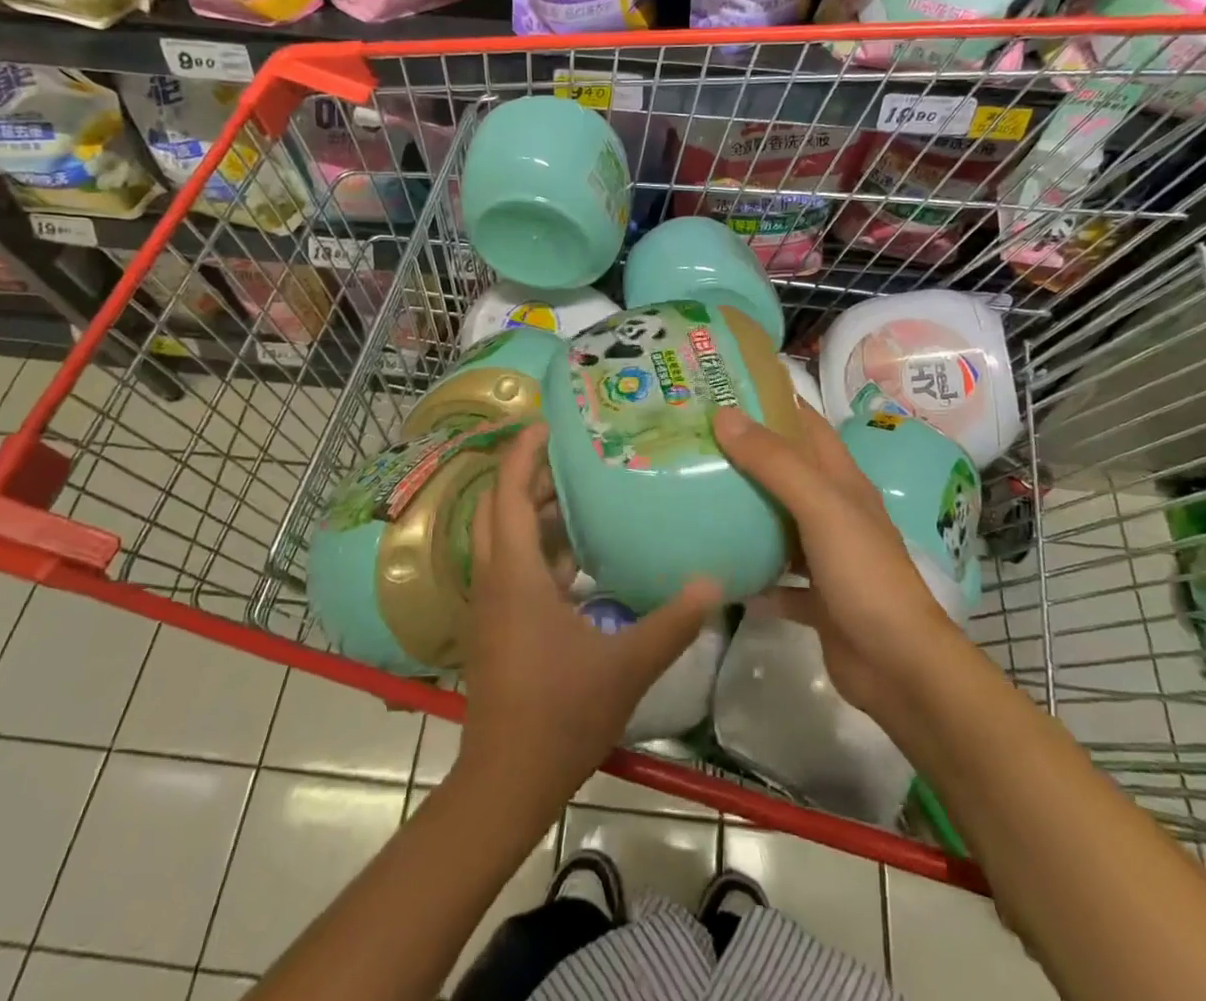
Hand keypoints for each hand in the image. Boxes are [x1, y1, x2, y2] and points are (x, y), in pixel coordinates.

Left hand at [453, 423, 720, 823]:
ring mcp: (491, 604)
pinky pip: (513, 566)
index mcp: (515, 575)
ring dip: (535, 510)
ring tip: (583, 489)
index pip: (510, 493)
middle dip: (530, 473)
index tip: (548, 421)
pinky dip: (540, 547)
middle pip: (501, 507)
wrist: (504, 783)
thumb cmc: (559, 715)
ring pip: (505, 537)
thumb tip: (715, 581)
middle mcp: (494, 579)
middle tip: (574, 450)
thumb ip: (672, 621)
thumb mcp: (625, 666)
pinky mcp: (497, 626)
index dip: (524, 452)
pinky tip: (580, 555)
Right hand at [713, 405, 954, 726]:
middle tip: (695, 440)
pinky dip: (753, 576)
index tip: (724, 387)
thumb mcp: (821, 508)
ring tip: (695, 495)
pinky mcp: (817, 599)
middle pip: (787, 472)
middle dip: (747, 454)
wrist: (900, 668)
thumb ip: (775, 463)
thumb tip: (724, 414)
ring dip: (746, 513)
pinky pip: (777, 580)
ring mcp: (827, 557)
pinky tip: (718, 571)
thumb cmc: (865, 575)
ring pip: (779, 524)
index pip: (807, 424)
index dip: (772, 401)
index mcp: (842, 481)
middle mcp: (835, 512)